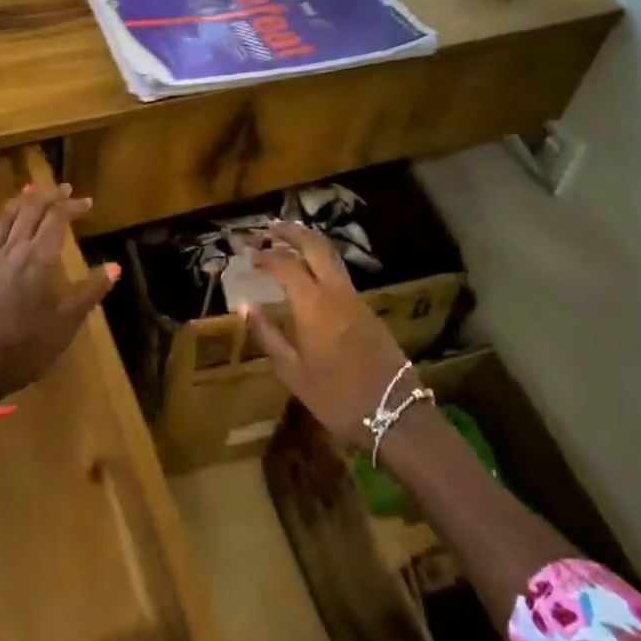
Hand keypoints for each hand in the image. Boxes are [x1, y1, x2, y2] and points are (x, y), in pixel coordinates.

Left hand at [0, 183, 118, 412]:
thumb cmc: (24, 347)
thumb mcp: (66, 323)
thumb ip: (91, 292)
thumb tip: (115, 266)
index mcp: (38, 258)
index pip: (56, 218)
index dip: (72, 206)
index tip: (88, 203)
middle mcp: (12, 252)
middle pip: (28, 211)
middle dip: (46, 196)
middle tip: (61, 188)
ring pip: (2, 222)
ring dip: (18, 204)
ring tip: (28, 193)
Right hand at [242, 222, 411, 449]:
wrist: (394, 413)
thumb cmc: (336, 396)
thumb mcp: (293, 372)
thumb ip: (268, 334)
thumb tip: (245, 305)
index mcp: (313, 304)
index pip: (286, 264)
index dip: (266, 255)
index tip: (250, 255)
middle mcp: (336, 292)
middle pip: (315, 246)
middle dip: (293, 232)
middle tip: (272, 227)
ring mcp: (356, 299)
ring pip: (332, 257)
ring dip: (310, 244)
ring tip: (290, 242)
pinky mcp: (368, 311)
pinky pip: (341, 275)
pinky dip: (322, 263)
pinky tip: (312, 274)